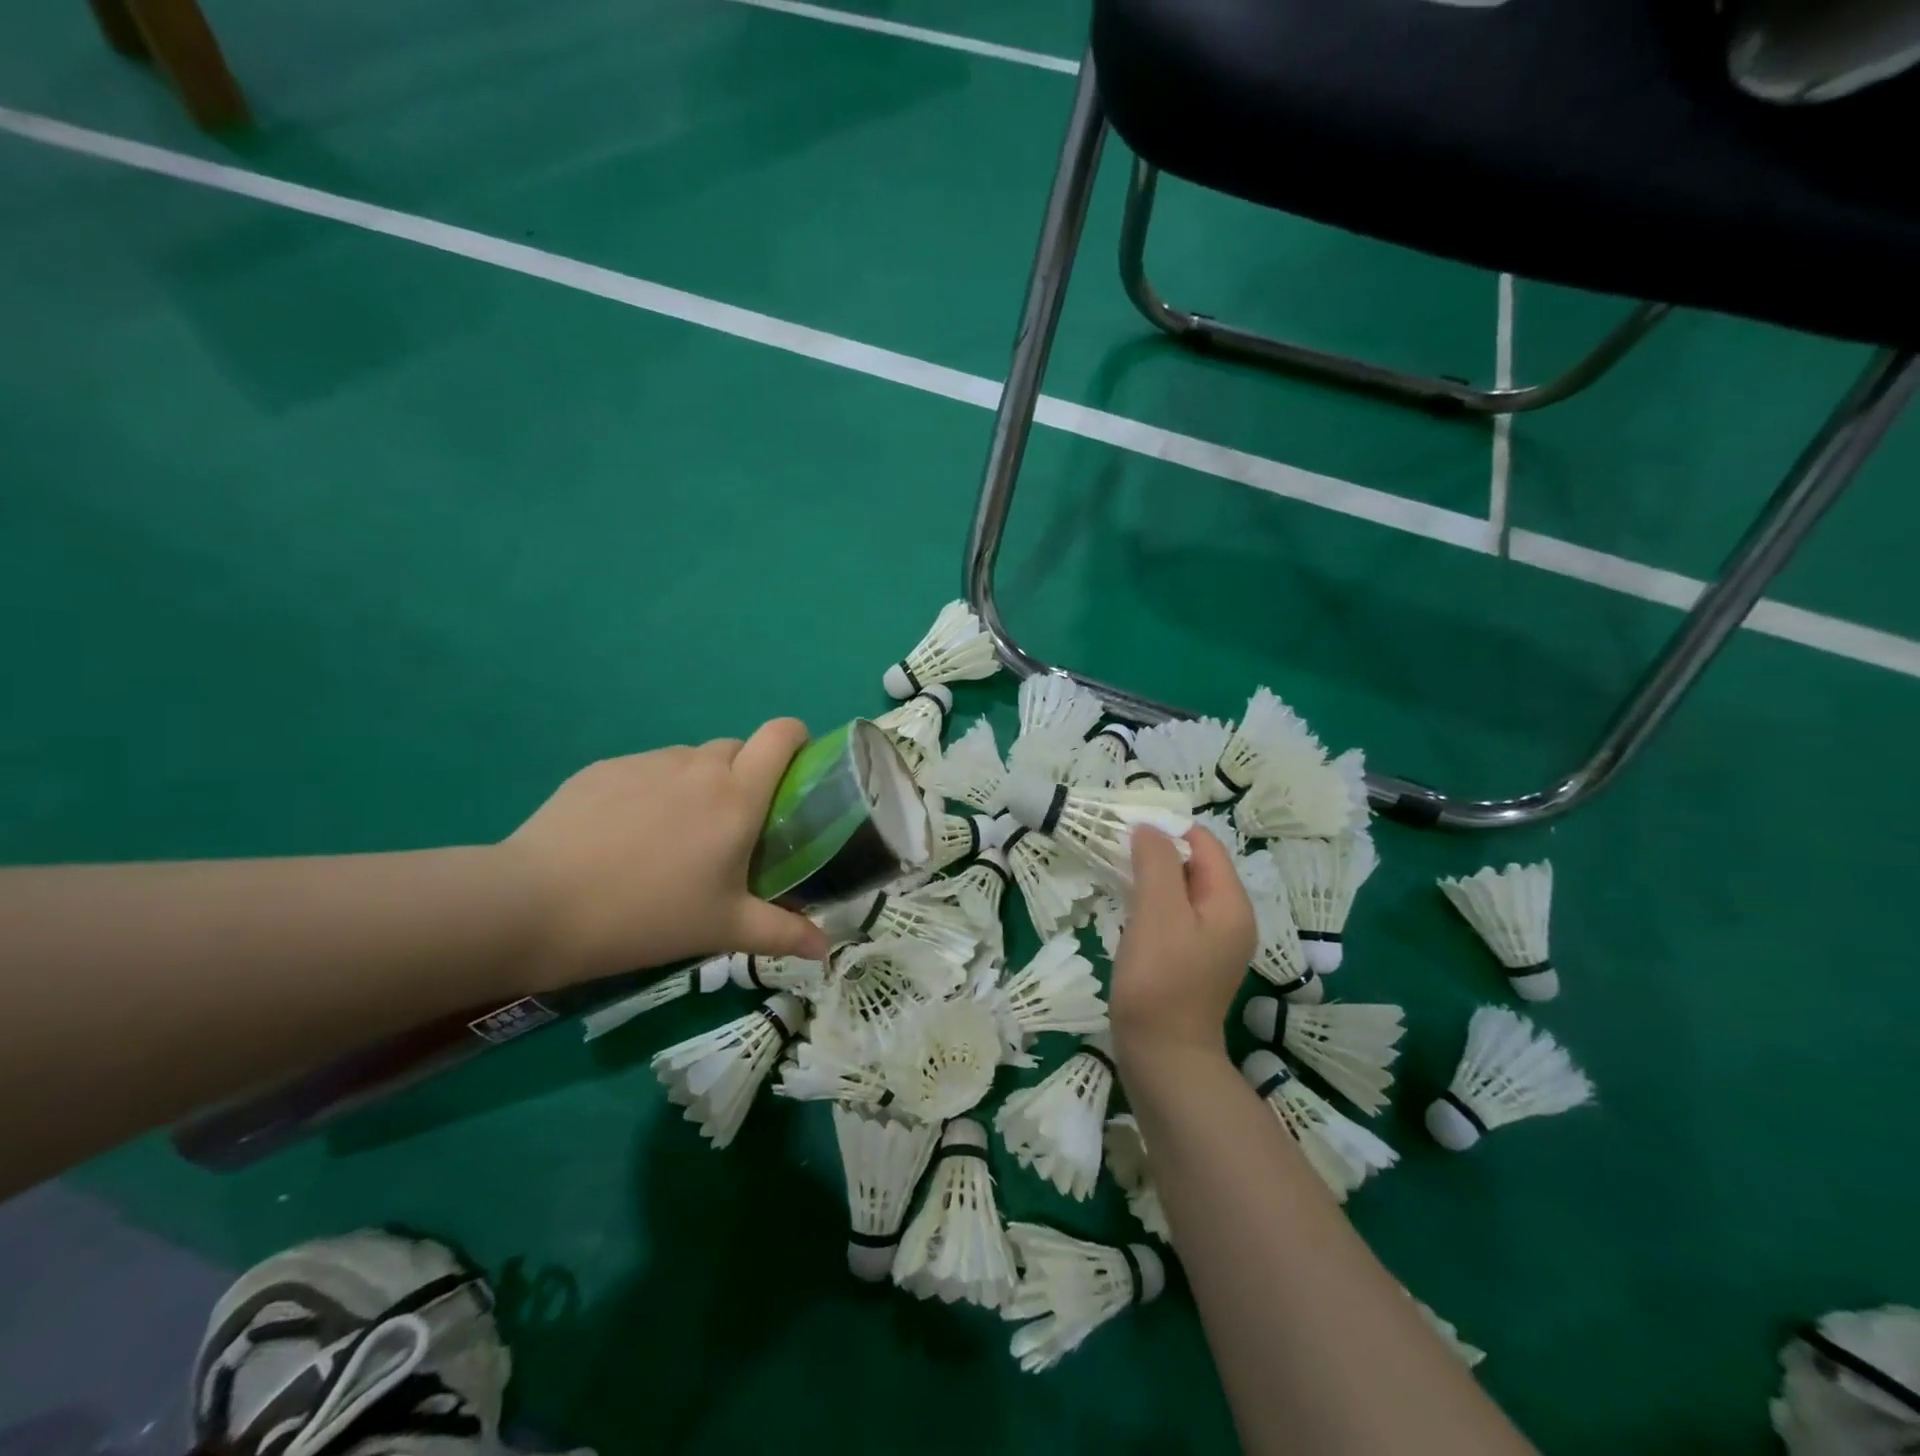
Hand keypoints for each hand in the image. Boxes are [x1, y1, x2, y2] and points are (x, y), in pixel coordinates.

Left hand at [503, 719, 830, 987]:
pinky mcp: (603, 768)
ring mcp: (647, 762)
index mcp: (737, 795)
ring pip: (689, 760)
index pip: (781, 735)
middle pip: (737, 749)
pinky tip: (625, 837)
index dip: (797, 739)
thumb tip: (826, 950)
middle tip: (732, 827)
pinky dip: (652, 792)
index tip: (796, 769)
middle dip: (745, 776)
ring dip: (697, 785)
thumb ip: (782, 932)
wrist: (536, 905)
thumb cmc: (647, 916)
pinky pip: (646, 770)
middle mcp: (697, 766)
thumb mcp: (723, 929)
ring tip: (673, 838)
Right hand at [1110, 824, 1256, 1069]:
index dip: (1168, 827)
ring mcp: (1212, 942)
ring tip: (1114, 869)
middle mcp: (1229, 918)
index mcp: (1231, 903)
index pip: (1204, 843)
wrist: (1163, 1058)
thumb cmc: (1160, 981)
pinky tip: (1126, 905)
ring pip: (1181, 890)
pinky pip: (1174, 914)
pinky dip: (1151, 901)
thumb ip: (1156, 863)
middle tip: (1114, 845)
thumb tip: (1148, 828)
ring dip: (1150, 875)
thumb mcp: (1158, 913)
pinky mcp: (1192, 959)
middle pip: (1194, 865)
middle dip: (1156, 849)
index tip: (1126, 823)